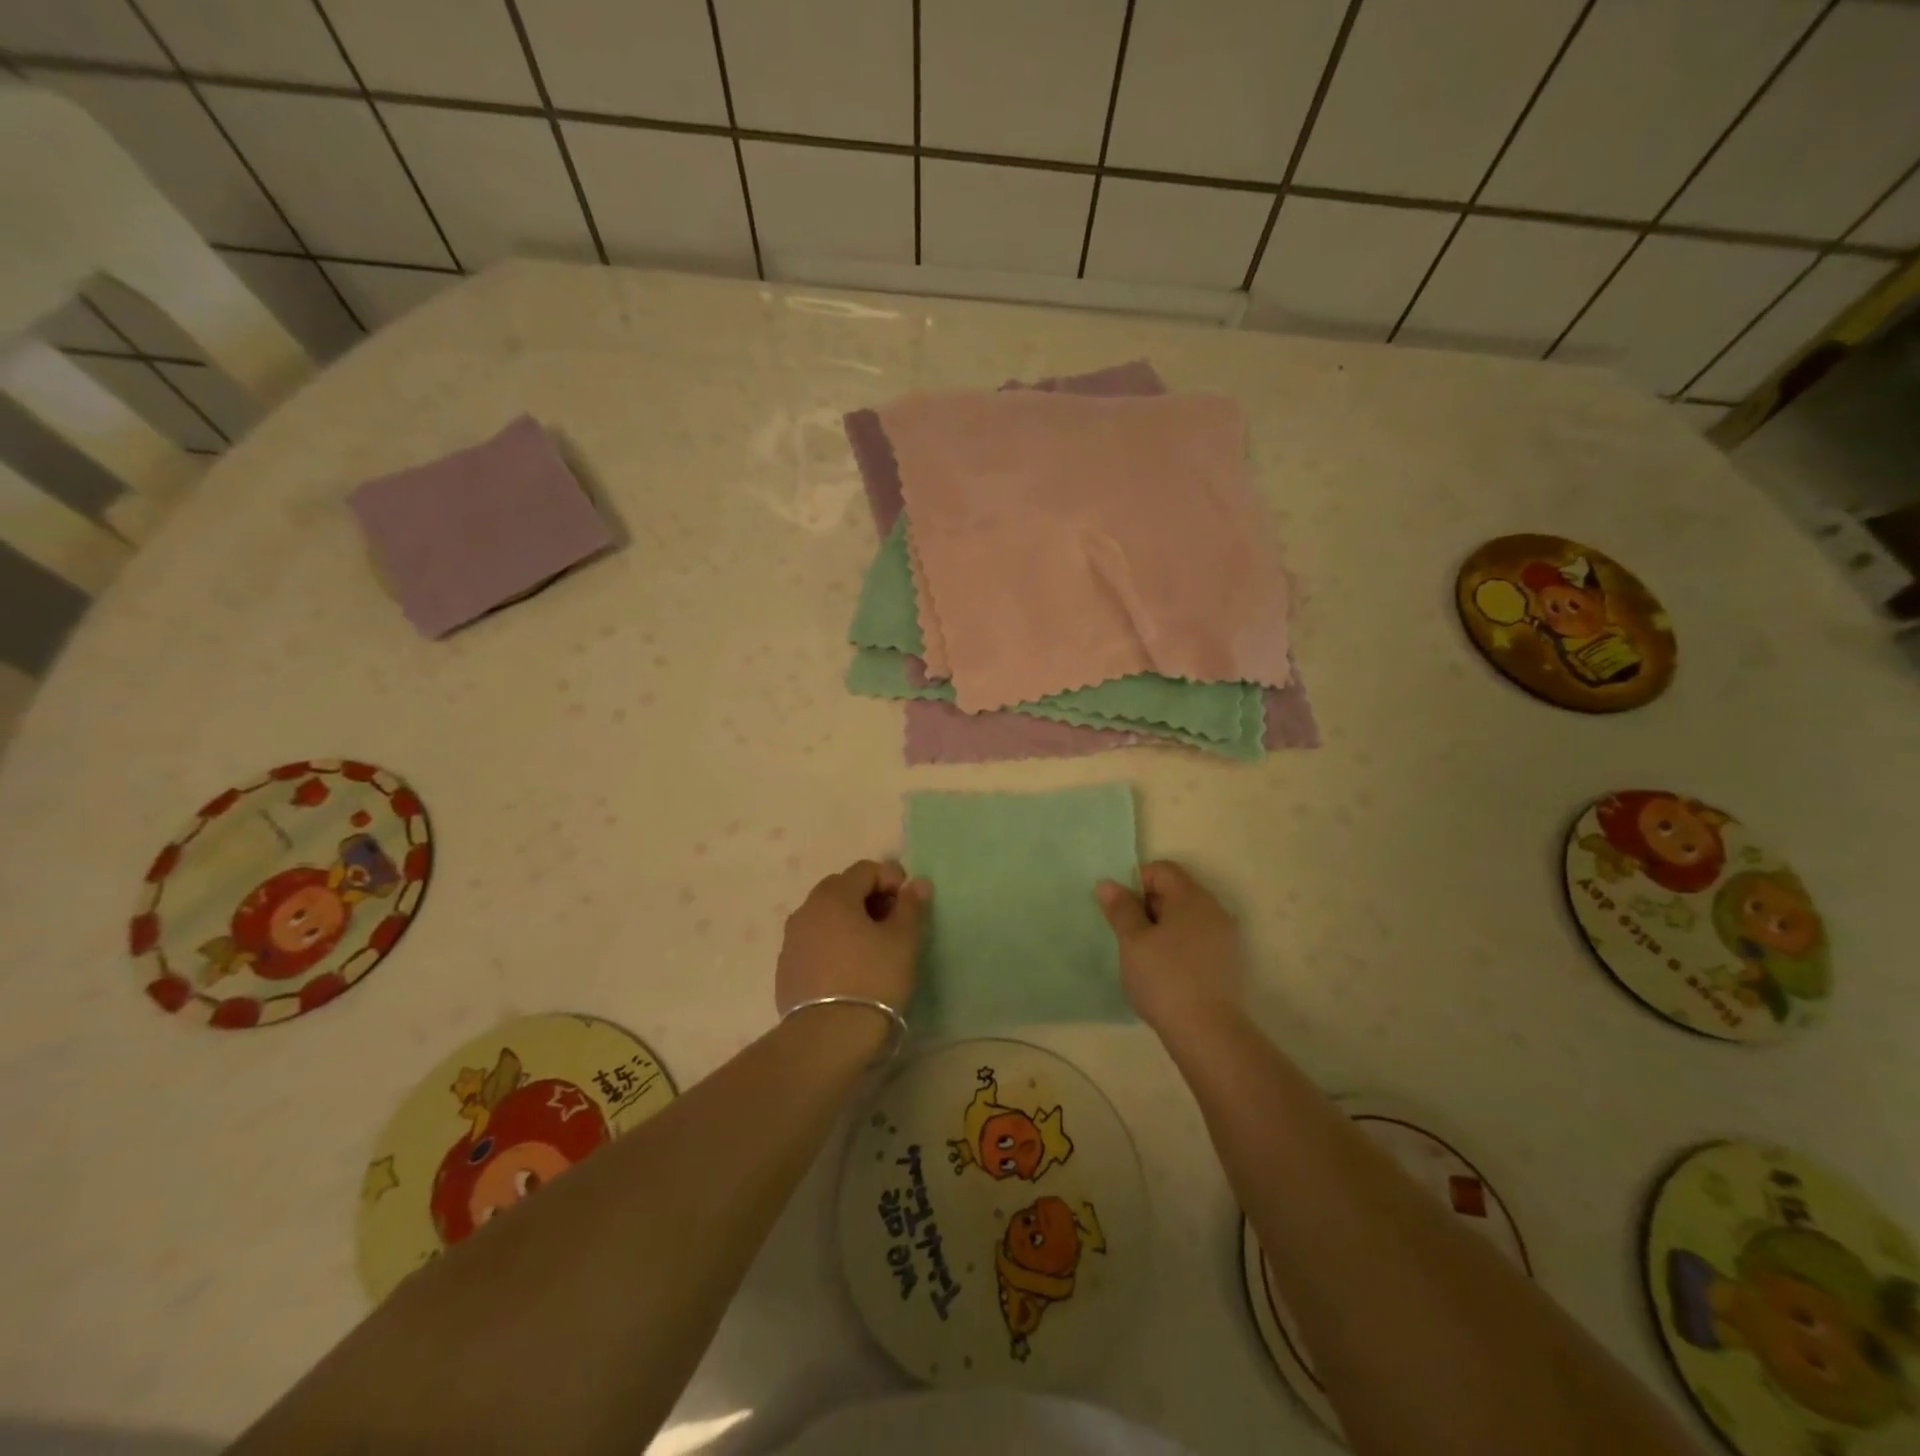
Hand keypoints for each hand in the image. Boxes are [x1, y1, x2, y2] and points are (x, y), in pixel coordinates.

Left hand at [776, 860, 929, 1017]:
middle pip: (842, 889)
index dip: (892, 879)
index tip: (909, 904)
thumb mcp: (903, 941)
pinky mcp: (786, 969)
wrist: (827, 1038)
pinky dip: (833, 945)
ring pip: (826, 917)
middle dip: (870, 898)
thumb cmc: (872, 979)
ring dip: (850, 922)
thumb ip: (911, 906)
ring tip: (872, 949)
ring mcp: (791, 940)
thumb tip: (918, 883)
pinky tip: (849, 970)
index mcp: (834, 895)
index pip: (865, 869)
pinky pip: (814, 943)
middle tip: (893, 925)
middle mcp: (806, 909)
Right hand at [1096, 860, 1245, 1034]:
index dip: (1136, 883)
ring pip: (1187, 918)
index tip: (1121, 911)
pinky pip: (1198, 940)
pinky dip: (1179, 947)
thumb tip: (1108, 884)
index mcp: (1191, 897)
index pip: (1161, 870)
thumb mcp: (1133, 941)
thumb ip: (1121, 909)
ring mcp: (1225, 937)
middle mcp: (1214, 909)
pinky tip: (1166, 973)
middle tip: (1129, 936)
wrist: (1208, 1033)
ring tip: (1145, 957)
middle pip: (1176, 891)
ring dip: (1163, 928)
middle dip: (1148, 906)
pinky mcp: (1228, 963)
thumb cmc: (1165, 979)